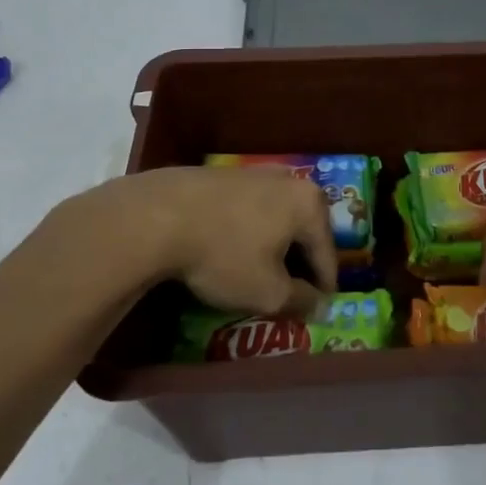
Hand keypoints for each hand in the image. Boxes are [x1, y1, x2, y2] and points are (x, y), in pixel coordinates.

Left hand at [40, 165, 337, 316]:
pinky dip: (248, 232)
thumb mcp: (267, 292)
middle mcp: (289, 180)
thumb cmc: (224, 255)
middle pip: (304, 231)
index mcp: (310, 204)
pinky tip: (230, 250)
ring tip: (259, 273)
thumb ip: (300, 301)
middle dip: (299, 263)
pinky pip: (249, 210)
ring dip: (273, 246)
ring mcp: (255, 173)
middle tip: (289, 293)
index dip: (324, 288)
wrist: (157, 215)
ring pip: (276, 218)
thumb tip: (318, 305)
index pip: (328, 254)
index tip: (317, 311)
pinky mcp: (224, 174)